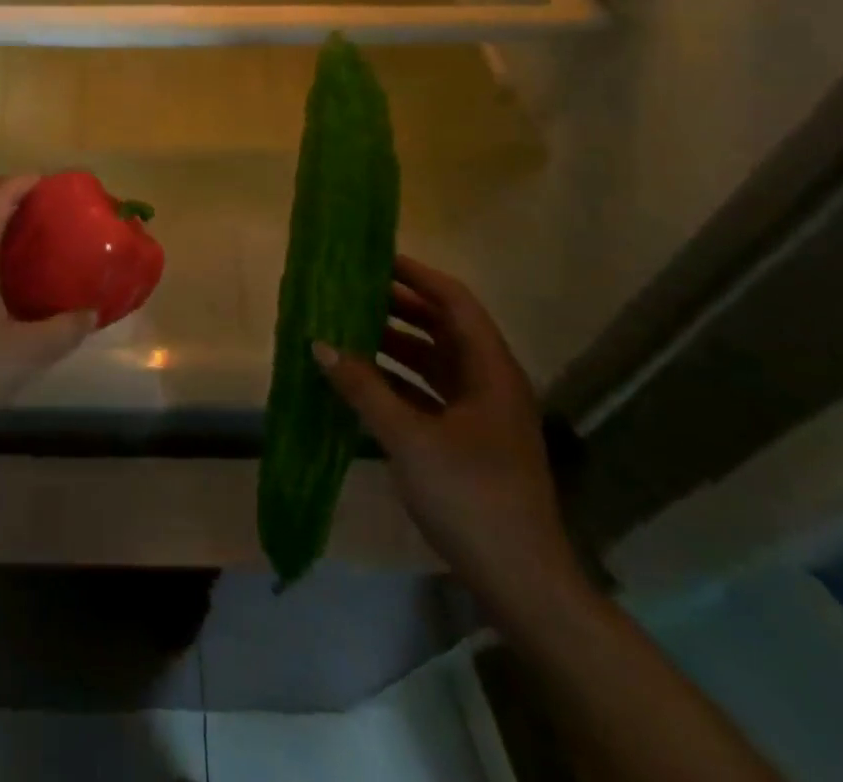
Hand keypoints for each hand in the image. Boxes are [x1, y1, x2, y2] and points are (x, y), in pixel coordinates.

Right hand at [313, 255, 587, 623]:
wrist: (522, 583)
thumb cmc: (471, 497)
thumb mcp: (410, 439)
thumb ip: (363, 388)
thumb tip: (319, 344)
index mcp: (490, 370)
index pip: (454, 302)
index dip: (418, 276)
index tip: (376, 259)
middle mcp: (490, 383)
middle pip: (444, 328)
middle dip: (400, 307)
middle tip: (353, 291)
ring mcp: (481, 415)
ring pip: (435, 362)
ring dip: (396, 344)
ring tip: (349, 329)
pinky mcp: (470, 442)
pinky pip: (430, 393)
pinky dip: (399, 381)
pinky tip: (364, 381)